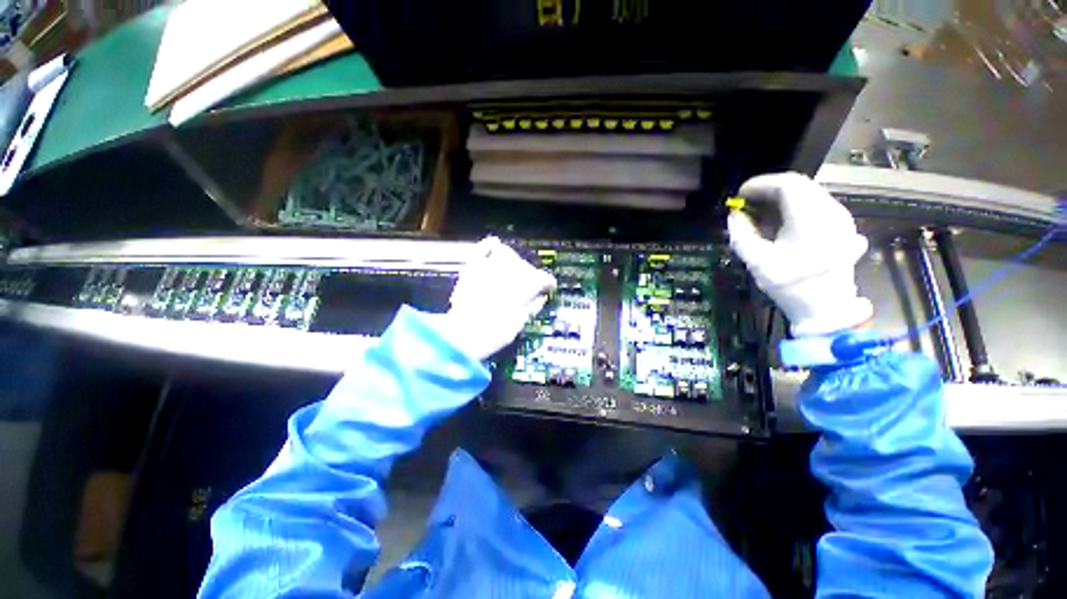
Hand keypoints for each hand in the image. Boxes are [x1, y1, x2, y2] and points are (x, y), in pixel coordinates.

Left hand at [441, 237, 556, 360]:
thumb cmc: (494, 333)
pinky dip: (491, 246)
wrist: (462, 336)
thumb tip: (541, 297)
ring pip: (508, 254)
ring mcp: (489, 267)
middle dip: (530, 276)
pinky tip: (495, 245)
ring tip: (512, 272)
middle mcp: (510, 272)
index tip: (548, 289)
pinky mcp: (472, 267)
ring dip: (514, 262)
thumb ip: (533, 306)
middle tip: (528, 288)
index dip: (548, 284)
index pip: (543, 277)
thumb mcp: (519, 323)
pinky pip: (484, 248)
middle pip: (526, 266)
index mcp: (524, 286)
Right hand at [728, 172, 872, 336]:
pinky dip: (794, 206)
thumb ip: (742, 235)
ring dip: (781, 198)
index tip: (740, 195)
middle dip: (769, 190)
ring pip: (808, 193)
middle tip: (746, 203)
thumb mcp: (758, 263)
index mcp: (812, 220)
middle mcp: (832, 212)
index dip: (760, 184)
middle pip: (799, 185)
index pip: (787, 184)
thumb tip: (734, 215)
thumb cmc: (790, 286)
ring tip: (759, 211)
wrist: (826, 308)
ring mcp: (841, 218)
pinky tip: (779, 220)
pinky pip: (816, 204)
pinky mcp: (842, 226)